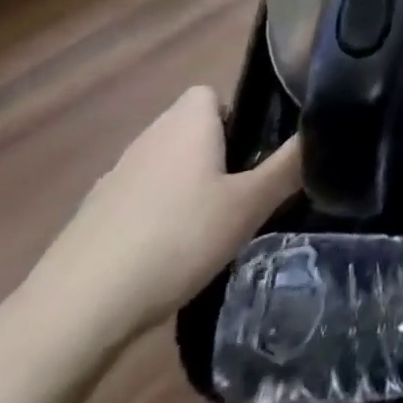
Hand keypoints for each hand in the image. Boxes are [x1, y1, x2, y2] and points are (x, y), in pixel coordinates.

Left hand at [18, 86, 300, 351]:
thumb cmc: (176, 239)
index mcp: (188, 119)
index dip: (238, 120)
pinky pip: (138, 200)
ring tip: (204, 234)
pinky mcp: (92, 214)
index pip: (215, 94)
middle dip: (216, 157)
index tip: (252, 160)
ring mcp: (116, 173)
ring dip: (185, 189)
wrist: (76, 308)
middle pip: (193, 130)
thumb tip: (326, 129)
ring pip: (166, 166)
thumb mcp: (248, 206)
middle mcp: (151, 133)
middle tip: (238, 199)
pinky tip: (163, 260)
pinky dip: (153, 219)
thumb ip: (289, 166)